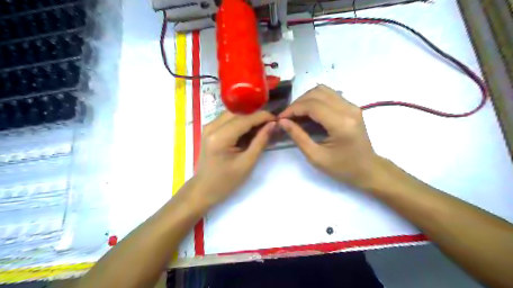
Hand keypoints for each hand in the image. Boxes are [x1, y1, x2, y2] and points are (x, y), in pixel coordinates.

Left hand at [192, 109, 276, 206]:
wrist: (204, 189)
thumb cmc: (226, 181)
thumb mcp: (247, 163)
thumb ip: (260, 141)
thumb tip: (272, 124)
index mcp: (220, 137)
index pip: (245, 119)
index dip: (262, 117)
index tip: (276, 119)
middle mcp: (211, 127)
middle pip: (238, 113)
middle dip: (255, 116)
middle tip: (270, 124)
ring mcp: (208, 127)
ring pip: (233, 114)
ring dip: (248, 118)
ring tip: (261, 127)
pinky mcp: (209, 130)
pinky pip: (227, 120)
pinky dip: (240, 122)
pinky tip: (249, 131)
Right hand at [279, 84, 381, 189]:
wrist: (368, 169)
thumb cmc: (342, 168)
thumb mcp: (316, 157)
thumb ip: (298, 137)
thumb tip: (282, 121)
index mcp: (341, 124)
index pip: (312, 105)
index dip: (293, 109)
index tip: (280, 118)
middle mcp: (349, 109)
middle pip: (317, 93)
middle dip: (298, 103)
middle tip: (287, 117)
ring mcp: (352, 106)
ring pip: (323, 90)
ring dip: (306, 99)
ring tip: (296, 114)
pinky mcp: (352, 106)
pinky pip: (329, 95)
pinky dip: (315, 100)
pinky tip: (308, 112)